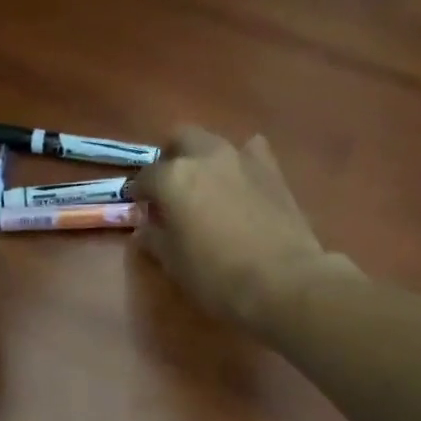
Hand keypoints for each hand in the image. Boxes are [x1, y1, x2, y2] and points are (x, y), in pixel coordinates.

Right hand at [132, 126, 348, 329]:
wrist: (282, 281)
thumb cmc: (216, 277)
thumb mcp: (174, 264)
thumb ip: (155, 239)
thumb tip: (145, 228)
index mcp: (174, 178)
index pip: (145, 177)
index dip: (139, 193)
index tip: (140, 209)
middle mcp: (206, 157)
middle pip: (181, 139)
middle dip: (171, 158)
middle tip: (170, 189)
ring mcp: (243, 158)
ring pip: (215, 143)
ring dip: (205, 159)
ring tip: (205, 188)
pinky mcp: (273, 170)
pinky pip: (251, 153)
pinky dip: (240, 163)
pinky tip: (241, 185)